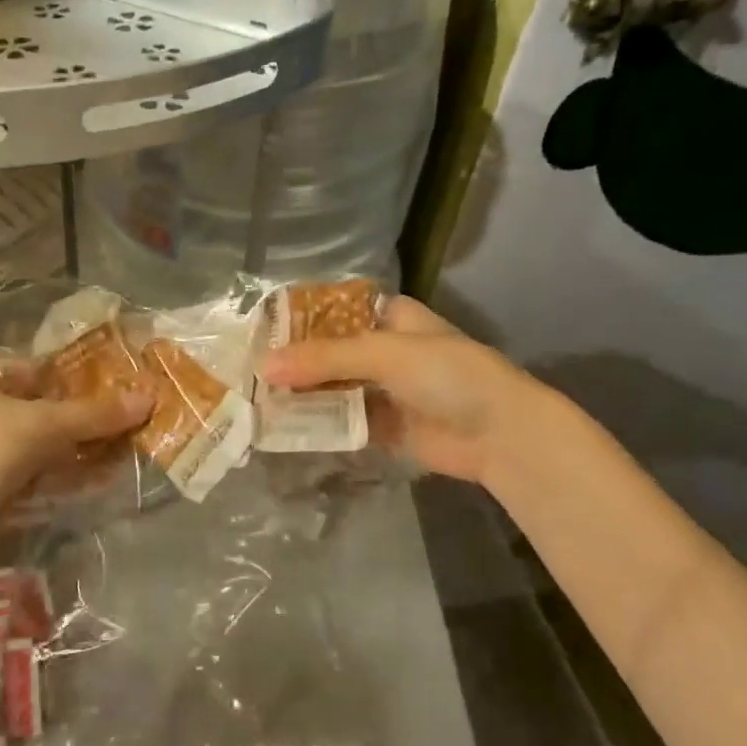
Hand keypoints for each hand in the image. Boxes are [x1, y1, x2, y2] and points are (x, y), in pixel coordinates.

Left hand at [0, 358, 151, 537]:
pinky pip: (39, 475)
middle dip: (90, 417)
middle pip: (47, 408)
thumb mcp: (40, 425)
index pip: (42, 369)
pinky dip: (69, 475)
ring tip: (133, 447)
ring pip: (46, 445)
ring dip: (85, 448)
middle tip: (139, 419)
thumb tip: (150, 397)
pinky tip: (106, 476)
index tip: (128, 386)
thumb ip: (95, 414)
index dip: (85, 379)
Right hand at [261, 296, 537, 488]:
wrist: (501, 434)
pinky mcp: (382, 425)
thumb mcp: (384, 353)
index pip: (333, 310)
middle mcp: (383, 349)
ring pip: (331, 386)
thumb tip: (264, 366)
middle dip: (293, 360)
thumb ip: (324, 358)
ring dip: (300, 392)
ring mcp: (382, 388)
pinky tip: (280, 425)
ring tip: (253, 397)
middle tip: (245, 368)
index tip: (256, 329)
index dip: (298, 317)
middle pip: (328, 351)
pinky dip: (316, 422)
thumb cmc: (448, 375)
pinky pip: (341, 419)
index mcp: (389, 317)